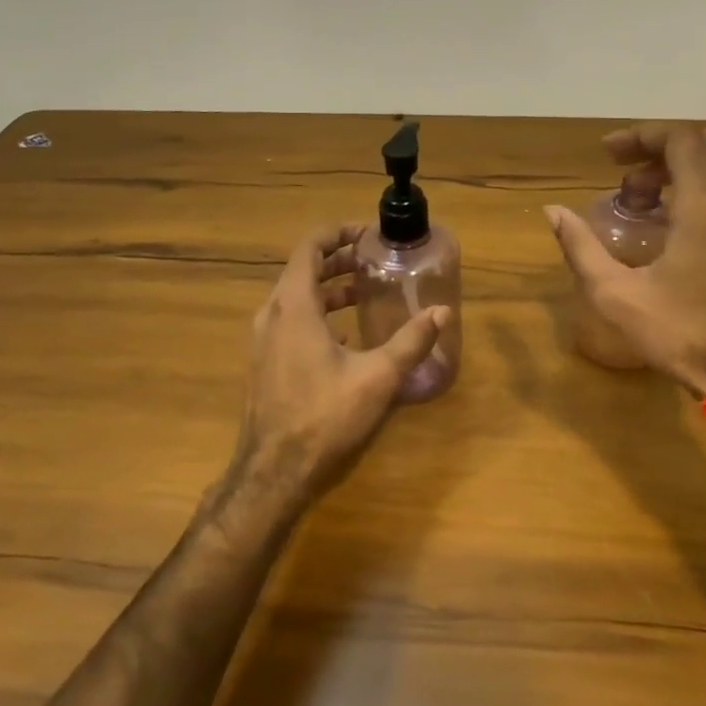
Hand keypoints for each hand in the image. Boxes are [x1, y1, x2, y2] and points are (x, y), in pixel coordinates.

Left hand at [234, 223, 449, 502]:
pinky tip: (346, 334)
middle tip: (375, 260)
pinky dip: (318, 313)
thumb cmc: (325, 417)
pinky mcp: (265, 362)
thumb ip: (411, 341)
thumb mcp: (377, 377)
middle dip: (339, 259)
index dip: (339, 232)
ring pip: (296, 297)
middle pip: (304, 269)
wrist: (273, 473)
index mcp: (294, 305)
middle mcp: (272, 314)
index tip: (369, 234)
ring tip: (365, 291)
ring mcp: (263, 339)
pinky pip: (291, 321)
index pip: (310, 247)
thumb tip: (442, 312)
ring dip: (329, 287)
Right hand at [546, 124, 705, 397]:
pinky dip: (699, 186)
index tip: (608, 153)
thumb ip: (580, 247)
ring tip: (641, 198)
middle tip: (621, 173)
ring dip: (678, 168)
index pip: (680, 139)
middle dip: (657, 148)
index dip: (641, 135)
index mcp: (705, 205)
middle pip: (701, 144)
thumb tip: (552, 212)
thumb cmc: (680, 333)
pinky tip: (672, 219)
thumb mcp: (616, 294)